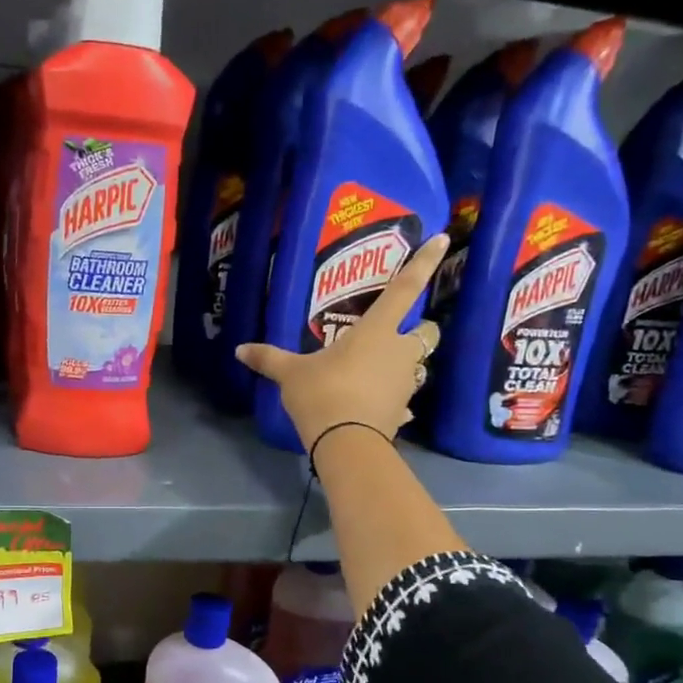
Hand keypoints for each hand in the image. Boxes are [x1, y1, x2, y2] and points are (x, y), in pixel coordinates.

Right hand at [237, 233, 447, 451]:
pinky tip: (377, 406)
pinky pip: (404, 399)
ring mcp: (406, 382)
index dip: (424, 262)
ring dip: (405, 365)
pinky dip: (394, 400)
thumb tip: (239, 349)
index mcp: (376, 331)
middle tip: (395, 335)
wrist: (346, 444)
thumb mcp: (290, 375)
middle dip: (418, 329)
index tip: (443, 238)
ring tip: (380, 372)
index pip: (404, 288)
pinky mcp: (404, 410)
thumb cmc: (323, 394)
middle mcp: (399, 351)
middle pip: (427, 331)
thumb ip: (268, 359)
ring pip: (419, 365)